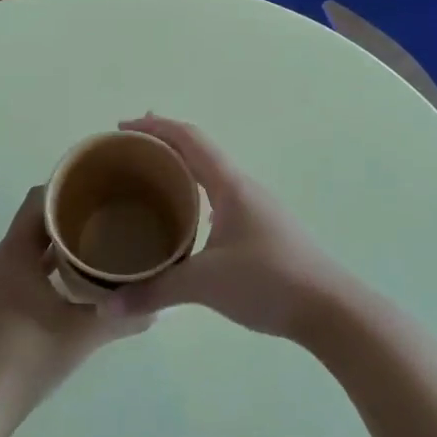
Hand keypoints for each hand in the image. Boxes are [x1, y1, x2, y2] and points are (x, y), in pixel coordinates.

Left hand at [0, 185, 151, 416]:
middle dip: (66, 224)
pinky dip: (38, 274)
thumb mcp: (82, 335)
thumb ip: (120, 317)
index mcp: (11, 255)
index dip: (67, 191)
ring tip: (91, 255)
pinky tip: (65, 292)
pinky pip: (14, 275)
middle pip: (31, 227)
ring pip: (22, 254)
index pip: (37, 202)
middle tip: (105, 224)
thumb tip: (159, 309)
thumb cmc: (28, 357)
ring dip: (52, 252)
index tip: (98, 191)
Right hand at [110, 115, 358, 341]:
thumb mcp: (204, 284)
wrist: (329, 308)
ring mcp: (255, 209)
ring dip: (180, 172)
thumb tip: (108, 305)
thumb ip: (154, 291)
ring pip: (210, 178)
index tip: (122, 129)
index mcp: (230, 185)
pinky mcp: (261, 231)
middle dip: (163, 146)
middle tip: (128, 153)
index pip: (189, 139)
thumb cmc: (267, 281)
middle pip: (198, 153)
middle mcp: (243, 189)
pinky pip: (218, 200)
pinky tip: (183, 222)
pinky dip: (194, 198)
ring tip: (149, 184)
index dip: (155, 127)